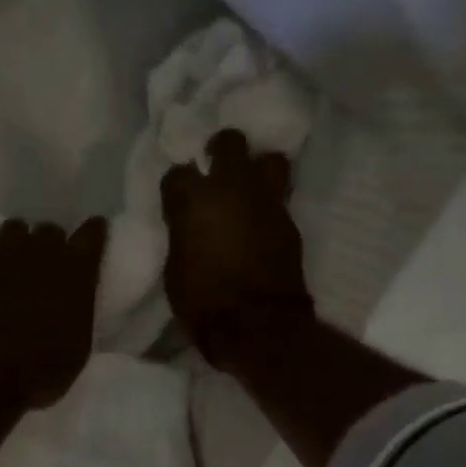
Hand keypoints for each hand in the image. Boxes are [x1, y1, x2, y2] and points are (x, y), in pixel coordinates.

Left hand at [0, 217, 108, 411]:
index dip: (93, 231)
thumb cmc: (42, 369)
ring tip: (13, 261)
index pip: (92, 235)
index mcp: (76, 272)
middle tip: (47, 263)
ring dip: (17, 242)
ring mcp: (3, 256)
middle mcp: (42, 254)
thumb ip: (78, 313)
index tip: (93, 232)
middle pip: (50, 229)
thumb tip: (72, 305)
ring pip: (13, 228)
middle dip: (50, 242)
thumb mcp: (78, 347)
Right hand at [160, 129, 313, 369]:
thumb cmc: (203, 301)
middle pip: (229, 142)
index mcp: (193, 199)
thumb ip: (183, 233)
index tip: (176, 197)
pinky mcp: (289, 219)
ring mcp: (266, 200)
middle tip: (217, 165)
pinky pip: (280, 196)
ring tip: (249, 184)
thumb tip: (189, 224)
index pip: (177, 172)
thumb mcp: (175, 266)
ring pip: (269, 159)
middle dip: (222, 149)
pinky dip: (270, 201)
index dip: (177, 184)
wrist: (257, 325)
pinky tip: (262, 216)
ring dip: (257, 167)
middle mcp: (231, 187)